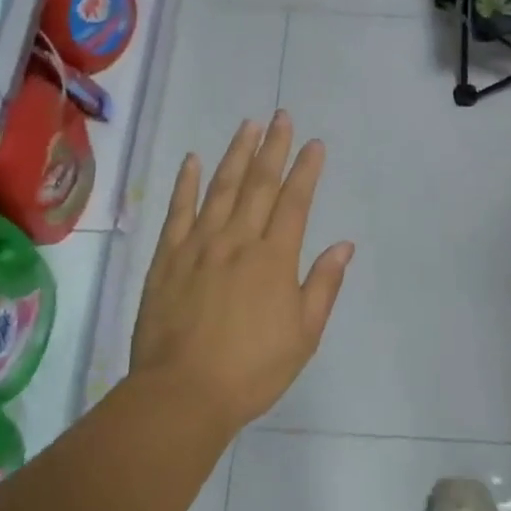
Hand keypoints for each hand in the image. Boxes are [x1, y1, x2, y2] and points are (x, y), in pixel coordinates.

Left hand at [130, 112, 353, 433]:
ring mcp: (198, 245)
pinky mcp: (167, 257)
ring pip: (220, 188)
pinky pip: (178, 211)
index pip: (295, 201)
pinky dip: (186, 183)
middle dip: (274, 147)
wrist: (182, 394)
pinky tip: (193, 160)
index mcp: (274, 258)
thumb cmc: (252, 370)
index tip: (314, 143)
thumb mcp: (303, 335)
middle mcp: (238, 240)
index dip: (306, 170)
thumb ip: (323, 285)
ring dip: (236, 154)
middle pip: (259, 184)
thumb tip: (343, 245)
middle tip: (281, 116)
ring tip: (248, 126)